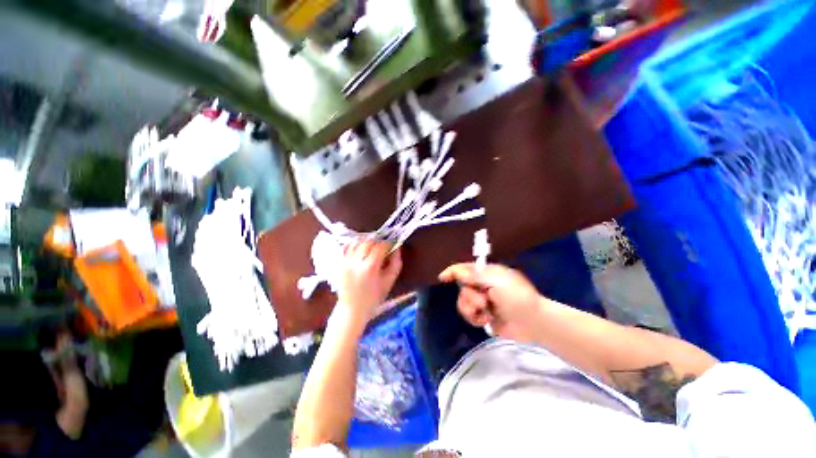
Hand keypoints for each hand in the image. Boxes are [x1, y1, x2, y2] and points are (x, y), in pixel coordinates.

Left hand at [336, 240, 401, 326]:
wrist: (352, 309)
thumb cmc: (374, 298)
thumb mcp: (389, 281)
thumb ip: (396, 263)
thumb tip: (397, 248)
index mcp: (370, 268)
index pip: (380, 246)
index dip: (388, 243)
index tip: (392, 245)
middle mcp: (356, 262)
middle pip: (368, 241)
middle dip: (378, 241)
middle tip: (384, 246)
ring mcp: (346, 262)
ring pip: (357, 242)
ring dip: (367, 241)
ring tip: (373, 246)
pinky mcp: (340, 263)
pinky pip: (347, 247)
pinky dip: (355, 244)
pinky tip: (361, 248)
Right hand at [439, 263, 541, 340]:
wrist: (534, 323)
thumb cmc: (517, 298)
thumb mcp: (496, 282)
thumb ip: (475, 276)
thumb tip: (457, 271)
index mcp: (487, 274)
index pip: (465, 269)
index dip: (453, 272)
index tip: (442, 278)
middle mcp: (483, 286)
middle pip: (462, 287)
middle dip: (469, 296)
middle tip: (483, 302)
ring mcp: (483, 301)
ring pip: (463, 302)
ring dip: (471, 308)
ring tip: (485, 313)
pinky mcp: (484, 316)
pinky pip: (469, 315)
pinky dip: (475, 318)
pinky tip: (486, 320)